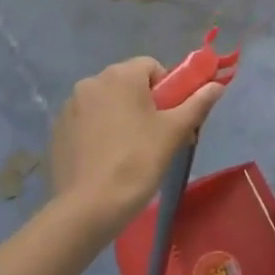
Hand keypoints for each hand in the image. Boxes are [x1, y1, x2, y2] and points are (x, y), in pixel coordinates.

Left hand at [48, 56, 223, 233]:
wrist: (88, 208)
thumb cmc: (138, 161)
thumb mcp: (175, 131)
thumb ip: (197, 103)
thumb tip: (218, 85)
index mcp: (120, 75)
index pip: (151, 66)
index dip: (167, 89)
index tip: (170, 117)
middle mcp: (91, 82)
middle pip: (127, 83)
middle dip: (143, 102)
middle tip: (155, 135)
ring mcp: (69, 107)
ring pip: (106, 102)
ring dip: (119, 116)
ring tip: (128, 151)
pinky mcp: (57, 131)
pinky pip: (86, 121)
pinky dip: (98, 132)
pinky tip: (105, 159)